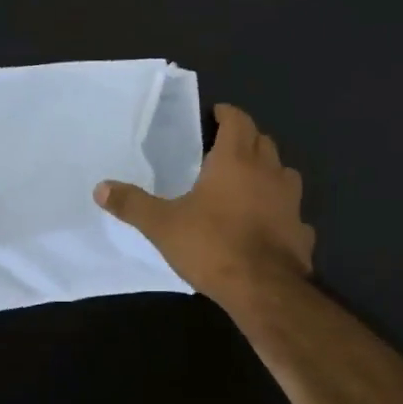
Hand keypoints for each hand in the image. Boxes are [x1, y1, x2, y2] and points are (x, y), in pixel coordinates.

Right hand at [95, 103, 313, 307]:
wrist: (264, 289)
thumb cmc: (212, 245)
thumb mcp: (162, 225)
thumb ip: (132, 204)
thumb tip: (100, 188)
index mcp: (236, 161)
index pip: (238, 121)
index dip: (228, 114)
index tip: (217, 114)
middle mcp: (269, 172)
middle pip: (263, 141)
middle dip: (246, 138)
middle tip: (225, 147)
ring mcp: (291, 202)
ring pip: (284, 172)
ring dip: (268, 170)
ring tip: (249, 181)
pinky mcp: (302, 230)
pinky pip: (292, 211)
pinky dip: (280, 210)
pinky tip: (268, 224)